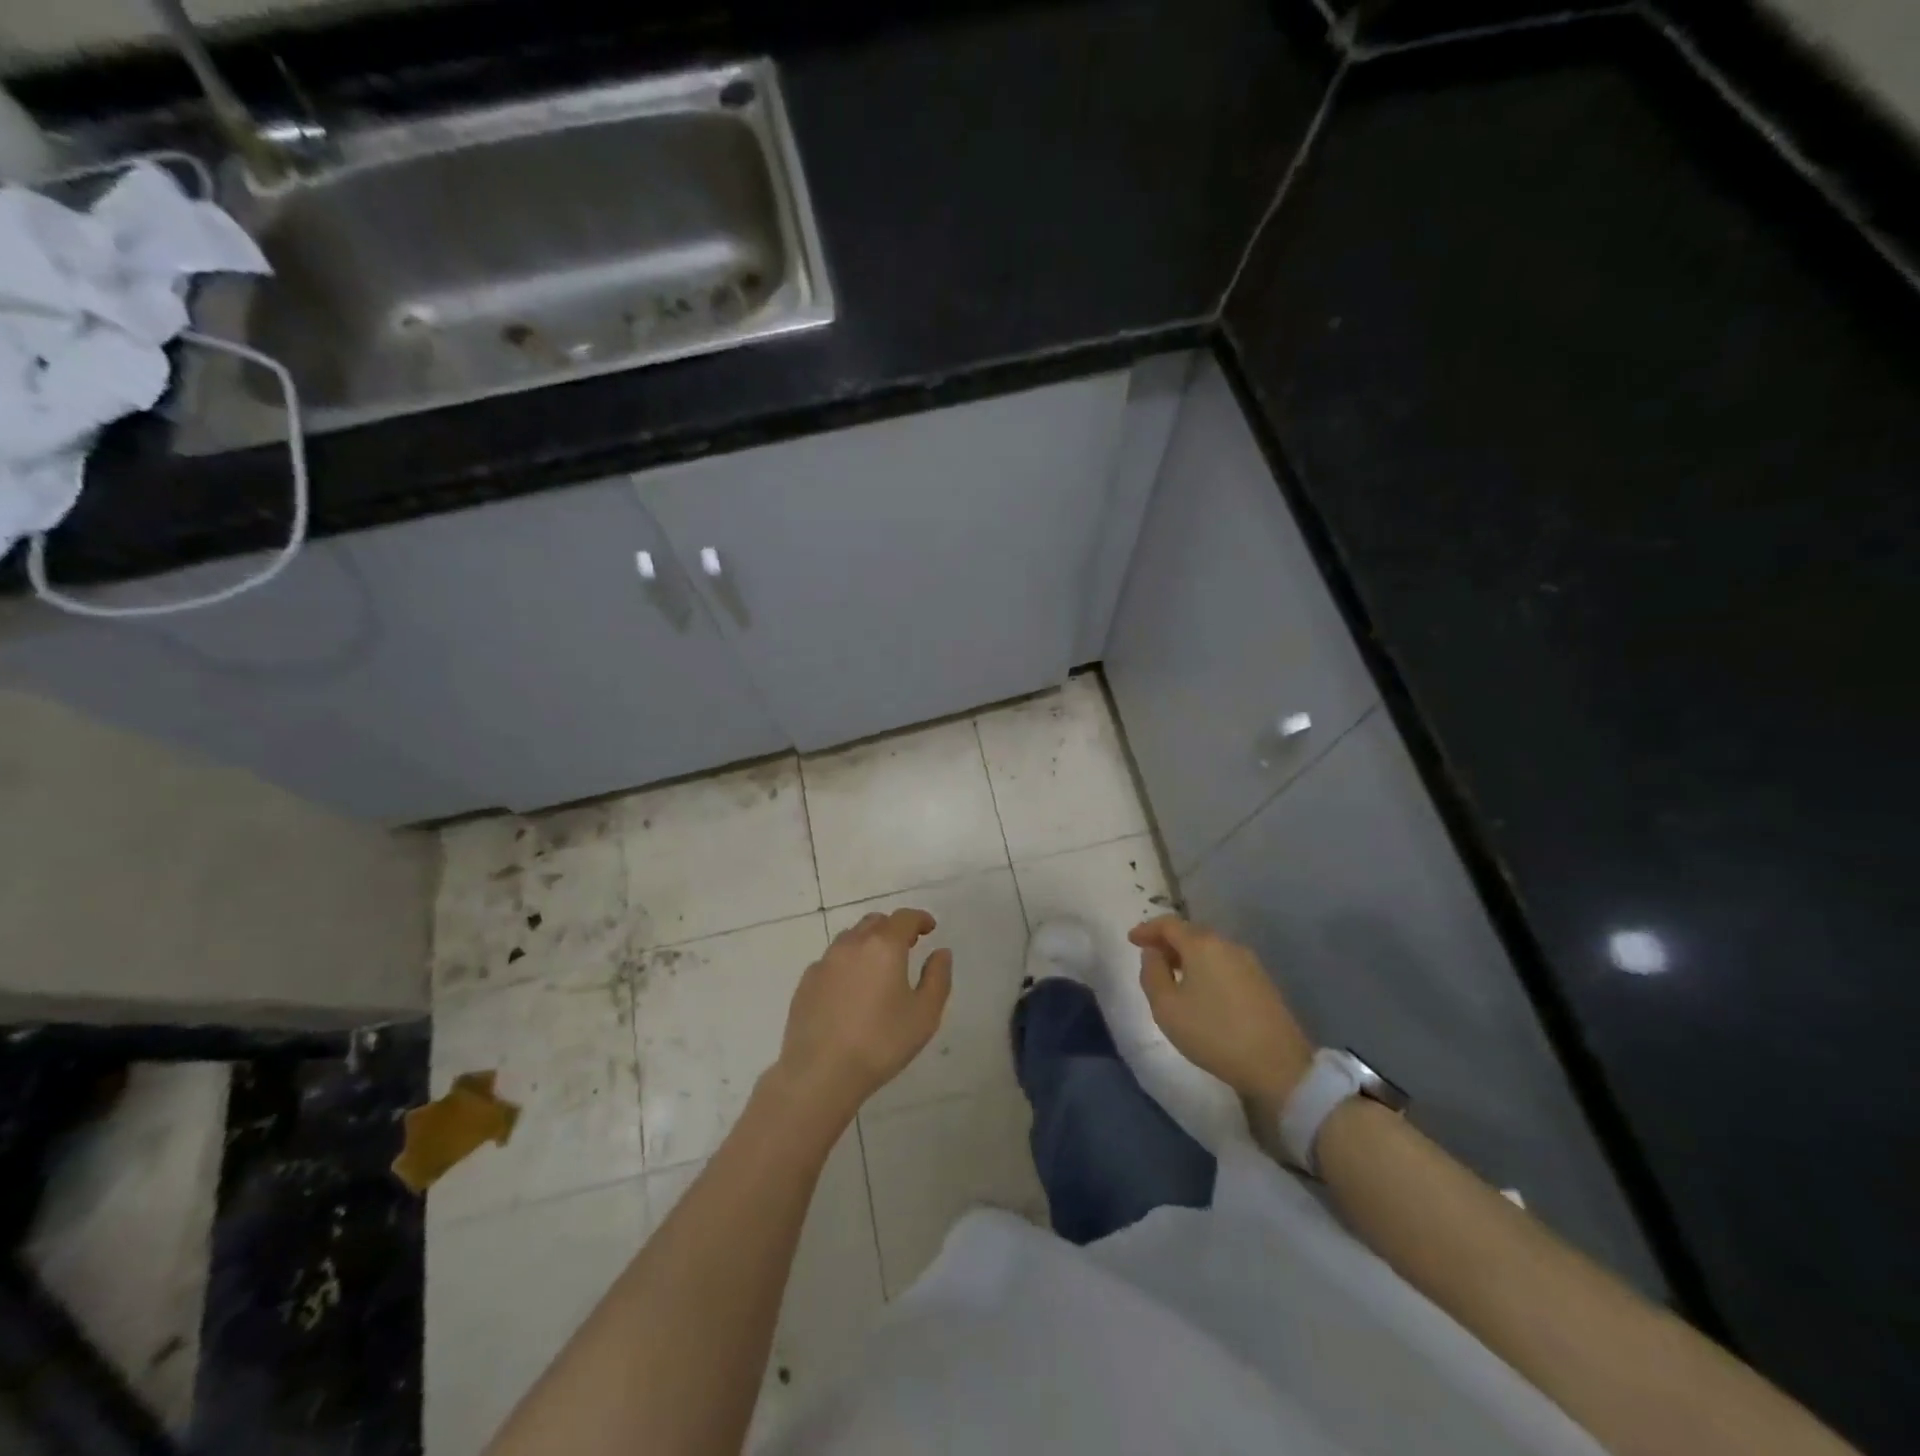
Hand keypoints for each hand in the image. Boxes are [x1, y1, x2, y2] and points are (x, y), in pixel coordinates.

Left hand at [774, 909, 952, 1123]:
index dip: (920, 919)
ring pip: (850, 938)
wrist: (820, 1072)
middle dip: (893, 928)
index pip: (905, 918)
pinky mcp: (806, 982)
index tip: (929, 928)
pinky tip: (850, 990)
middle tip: (906, 947)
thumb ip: (938, 977)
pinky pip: (831, 961)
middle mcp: (852, 945)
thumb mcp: (925, 1014)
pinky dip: (846, 964)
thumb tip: (940, 952)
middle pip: (875, 922)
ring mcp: (825, 962)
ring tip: (878, 968)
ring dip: (868, 943)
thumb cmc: (881, 1043)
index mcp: (884, 946)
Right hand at [1130, 916, 1313, 1105]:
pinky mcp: (1262, 982)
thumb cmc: (1213, 1033)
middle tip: (1150, 957)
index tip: (1132, 939)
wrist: (1277, 1065)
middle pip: (1191, 932)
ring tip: (1173, 974)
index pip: (1169, 924)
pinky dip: (1206, 967)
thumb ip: (1152, 973)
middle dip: (1168, 941)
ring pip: (1210, 948)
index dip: (1148, 929)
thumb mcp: (1167, 1007)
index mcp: (1202, 944)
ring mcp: (1249, 962)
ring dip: (1188, 955)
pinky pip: (1225, 963)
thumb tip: (1153, 953)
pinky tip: (1201, 989)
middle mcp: (1227, 944)